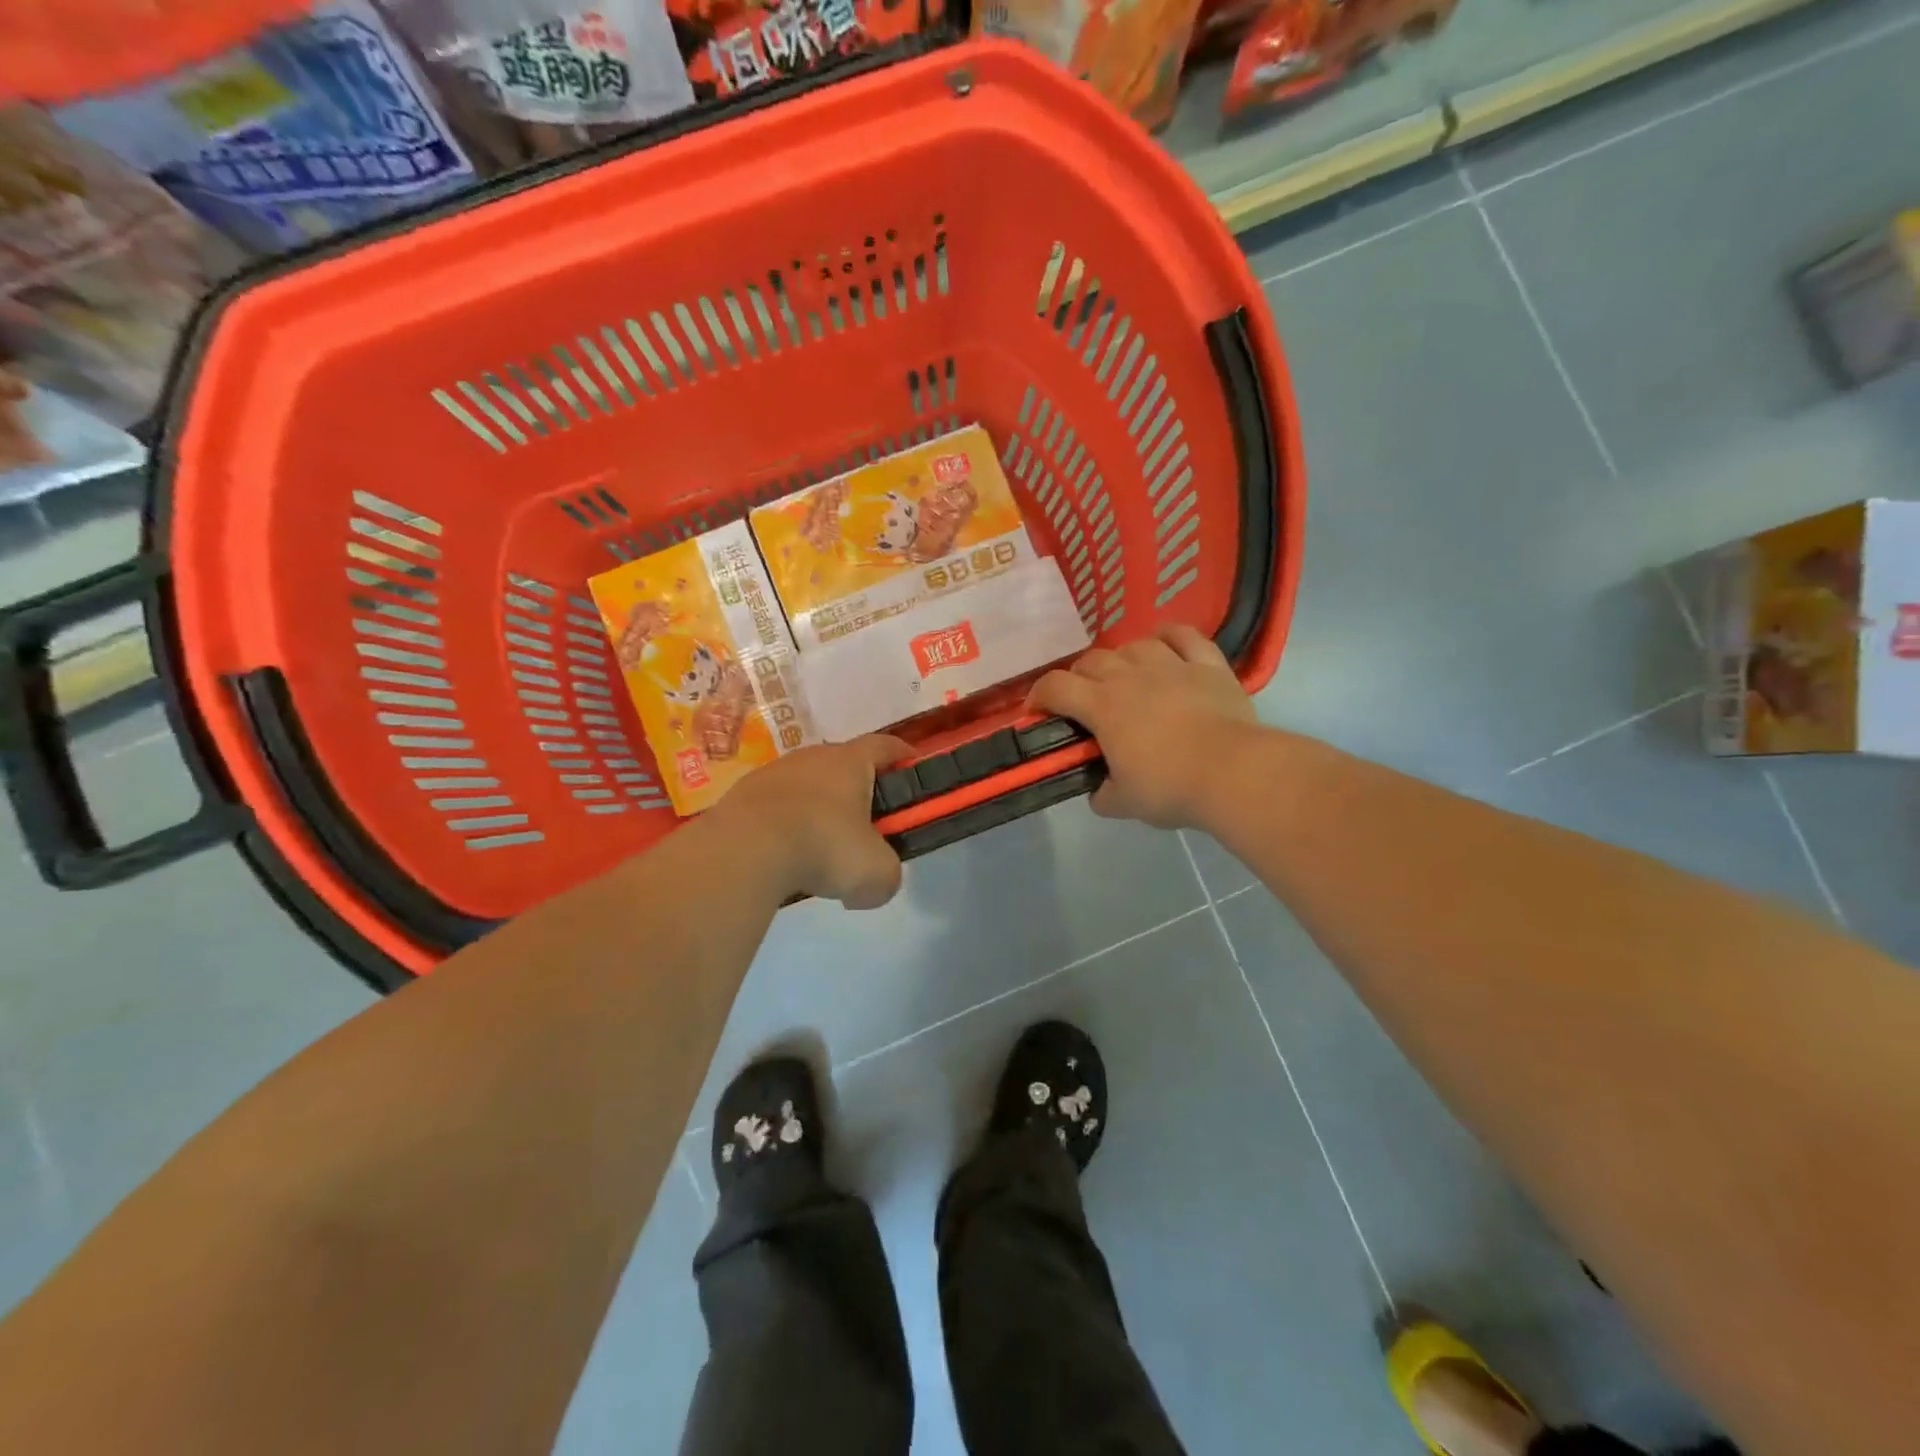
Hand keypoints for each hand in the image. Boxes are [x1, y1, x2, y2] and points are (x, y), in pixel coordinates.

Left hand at [714, 736, 909, 908]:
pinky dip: (784, 828)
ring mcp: (772, 773)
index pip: (886, 746)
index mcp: (851, 762)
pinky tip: (784, 859)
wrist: (745, 849)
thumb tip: (870, 886)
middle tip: (866, 825)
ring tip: (819, 850)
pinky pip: (774, 809)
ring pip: (805, 787)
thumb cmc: (825, 847)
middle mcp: (811, 757)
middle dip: (857, 791)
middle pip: (843, 765)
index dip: (903, 755)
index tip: (913, 767)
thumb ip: (886, 876)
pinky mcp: (741, 796)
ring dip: (817, 811)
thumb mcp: (876, 874)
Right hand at [1028, 625, 1256, 829]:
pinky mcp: (1208, 665)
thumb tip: (1098, 791)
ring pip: (1134, 645)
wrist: (1233, 773)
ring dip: (1121, 658)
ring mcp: (1171, 665)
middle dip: (1079, 677)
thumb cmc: (1170, 787)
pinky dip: (1169, 636)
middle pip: (1092, 660)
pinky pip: (1184, 636)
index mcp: (1102, 706)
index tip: (1038, 710)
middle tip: (1084, 700)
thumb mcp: (1124, 803)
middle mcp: (1130, 676)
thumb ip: (1102, 794)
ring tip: (1125, 676)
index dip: (1040, 695)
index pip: (1056, 686)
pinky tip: (1164, 644)